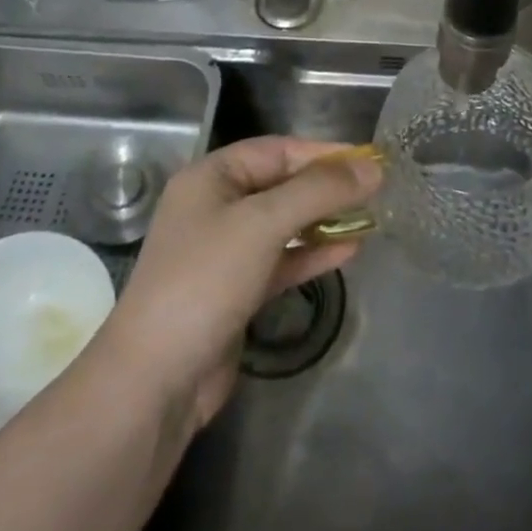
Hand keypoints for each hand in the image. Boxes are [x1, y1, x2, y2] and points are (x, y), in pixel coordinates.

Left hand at [90, 137, 382, 427]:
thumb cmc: (205, 281)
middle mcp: (216, 207)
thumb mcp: (264, 223)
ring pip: (284, 224)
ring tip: (370, 219)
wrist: (155, 380)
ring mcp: (225, 252)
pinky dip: (313, 254)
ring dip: (324, 220)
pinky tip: (349, 252)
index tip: (369, 161)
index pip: (277, 150)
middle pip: (281, 184)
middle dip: (327, 187)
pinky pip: (282, 260)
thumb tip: (373, 167)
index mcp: (211, 178)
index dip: (323, 152)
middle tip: (376, 191)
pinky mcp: (236, 291)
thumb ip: (319, 191)